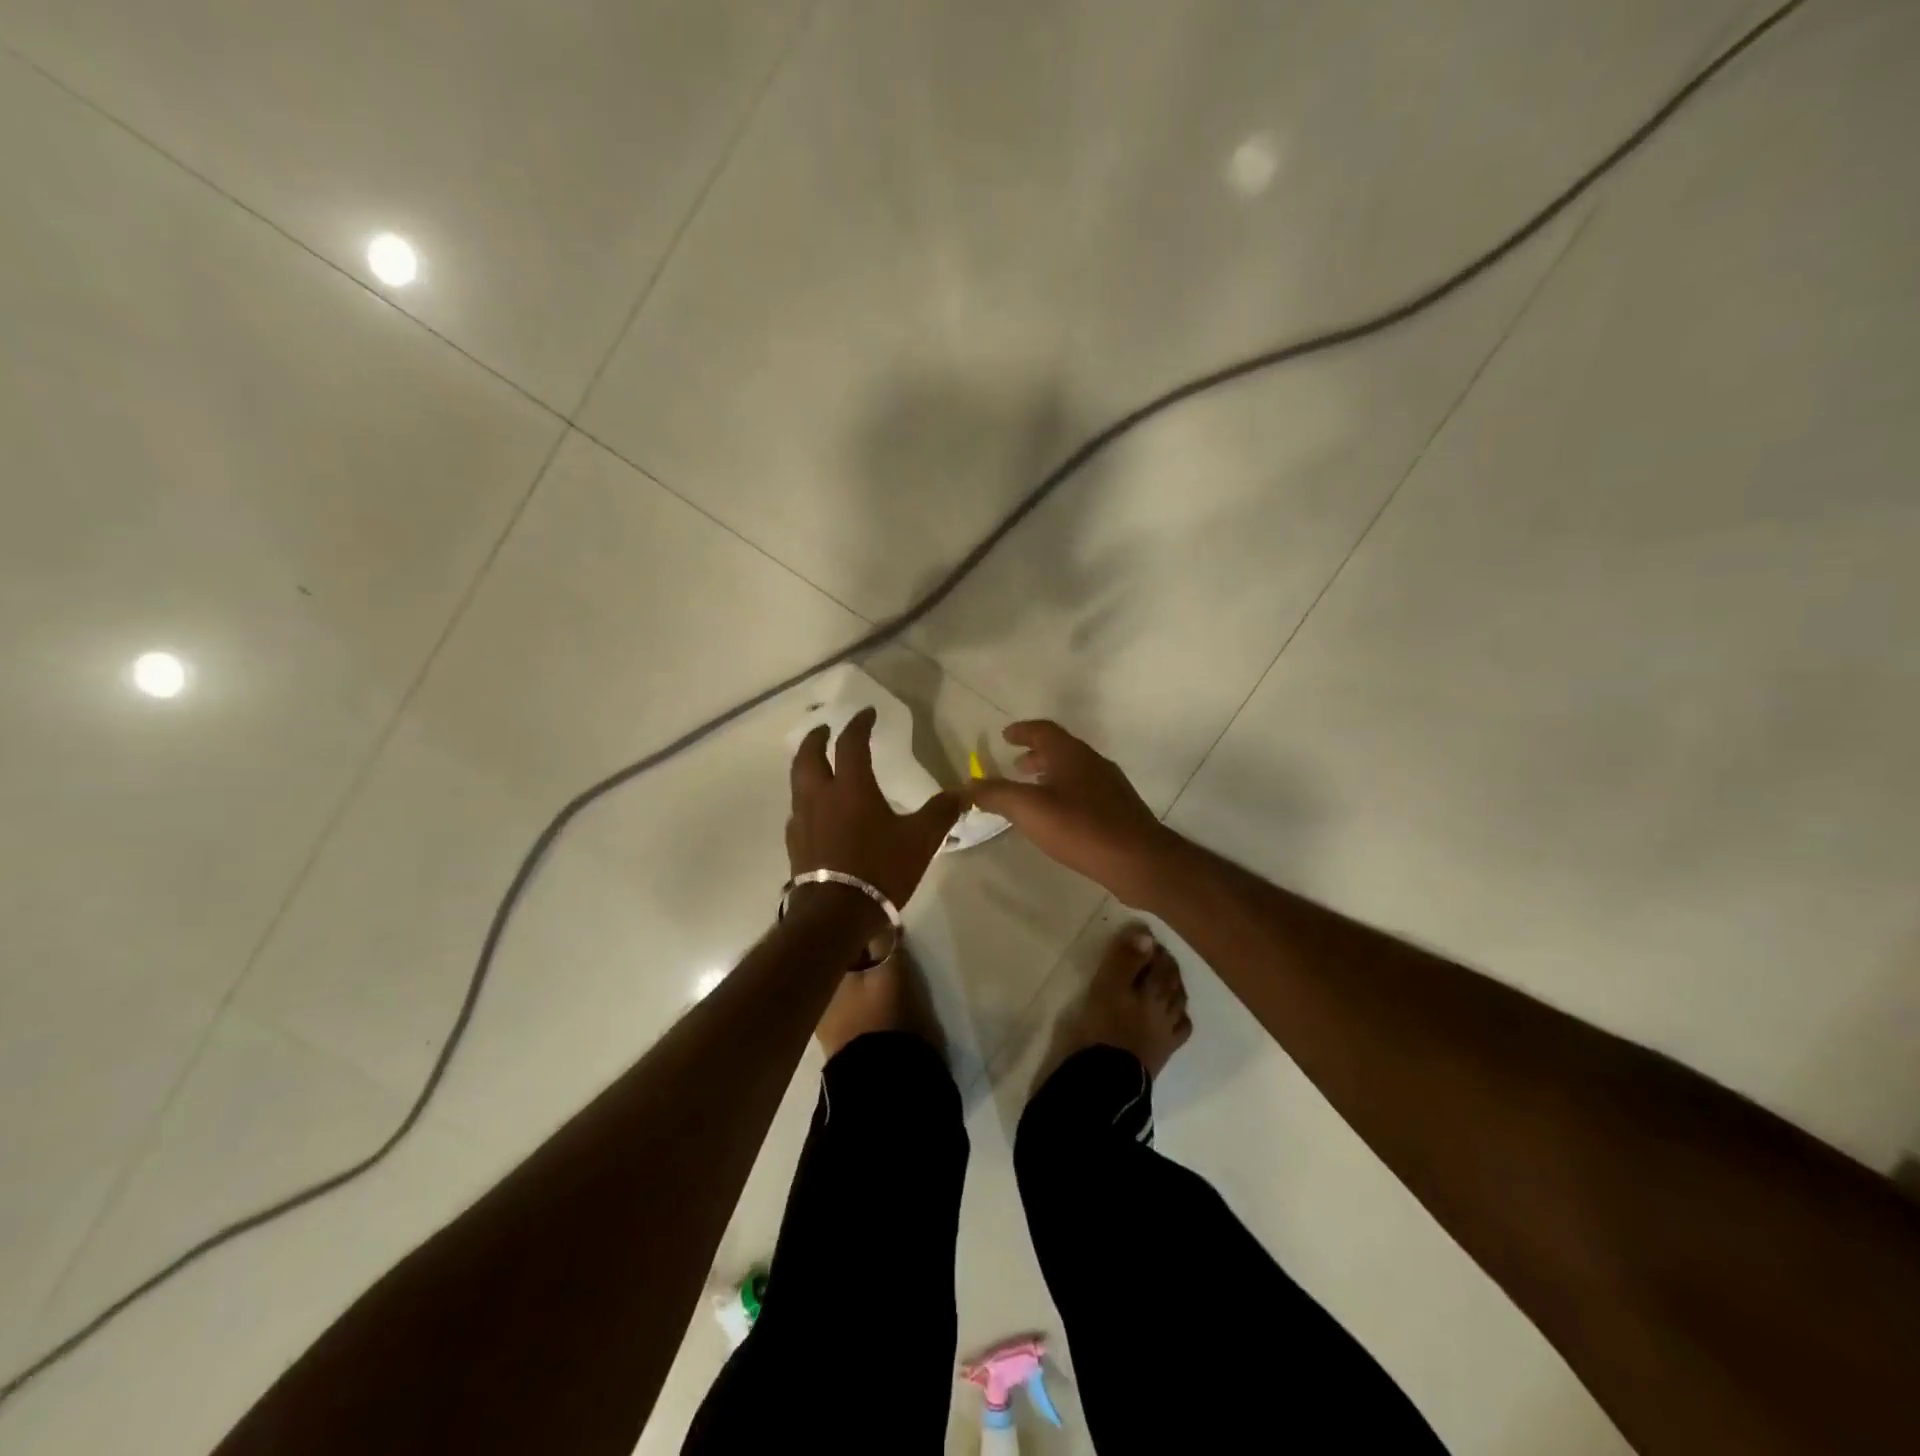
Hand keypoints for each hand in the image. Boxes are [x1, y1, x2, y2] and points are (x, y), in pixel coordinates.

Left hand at [786, 707, 962, 924]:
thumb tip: (963, 793)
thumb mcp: (920, 840)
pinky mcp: (795, 844)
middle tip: (826, 730)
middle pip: (808, 756)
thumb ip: (941, 813)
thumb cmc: (880, 869)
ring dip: (807, 766)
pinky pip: (798, 811)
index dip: (859, 724)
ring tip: (818, 765)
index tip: (867, 713)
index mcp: (851, 787)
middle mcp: (820, 796)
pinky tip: (817, 811)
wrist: (835, 914)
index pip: (851, 743)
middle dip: (817, 738)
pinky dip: (806, 799)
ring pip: (797, 782)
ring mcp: (802, 820)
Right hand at [969, 721, 1174, 902]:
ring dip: (1050, 775)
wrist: (1138, 860)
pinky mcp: (1118, 810)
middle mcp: (1092, 762)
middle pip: (1060, 749)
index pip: (1043, 730)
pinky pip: (1084, 791)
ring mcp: (1109, 786)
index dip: (1022, 731)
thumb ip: (996, 795)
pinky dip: (1064, 793)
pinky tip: (1058, 817)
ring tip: (1033, 792)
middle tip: (1016, 766)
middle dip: (1035, 755)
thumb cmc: (1080, 827)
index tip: (1005, 736)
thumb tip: (969, 785)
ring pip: (1074, 771)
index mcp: (1071, 754)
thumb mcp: (1029, 810)